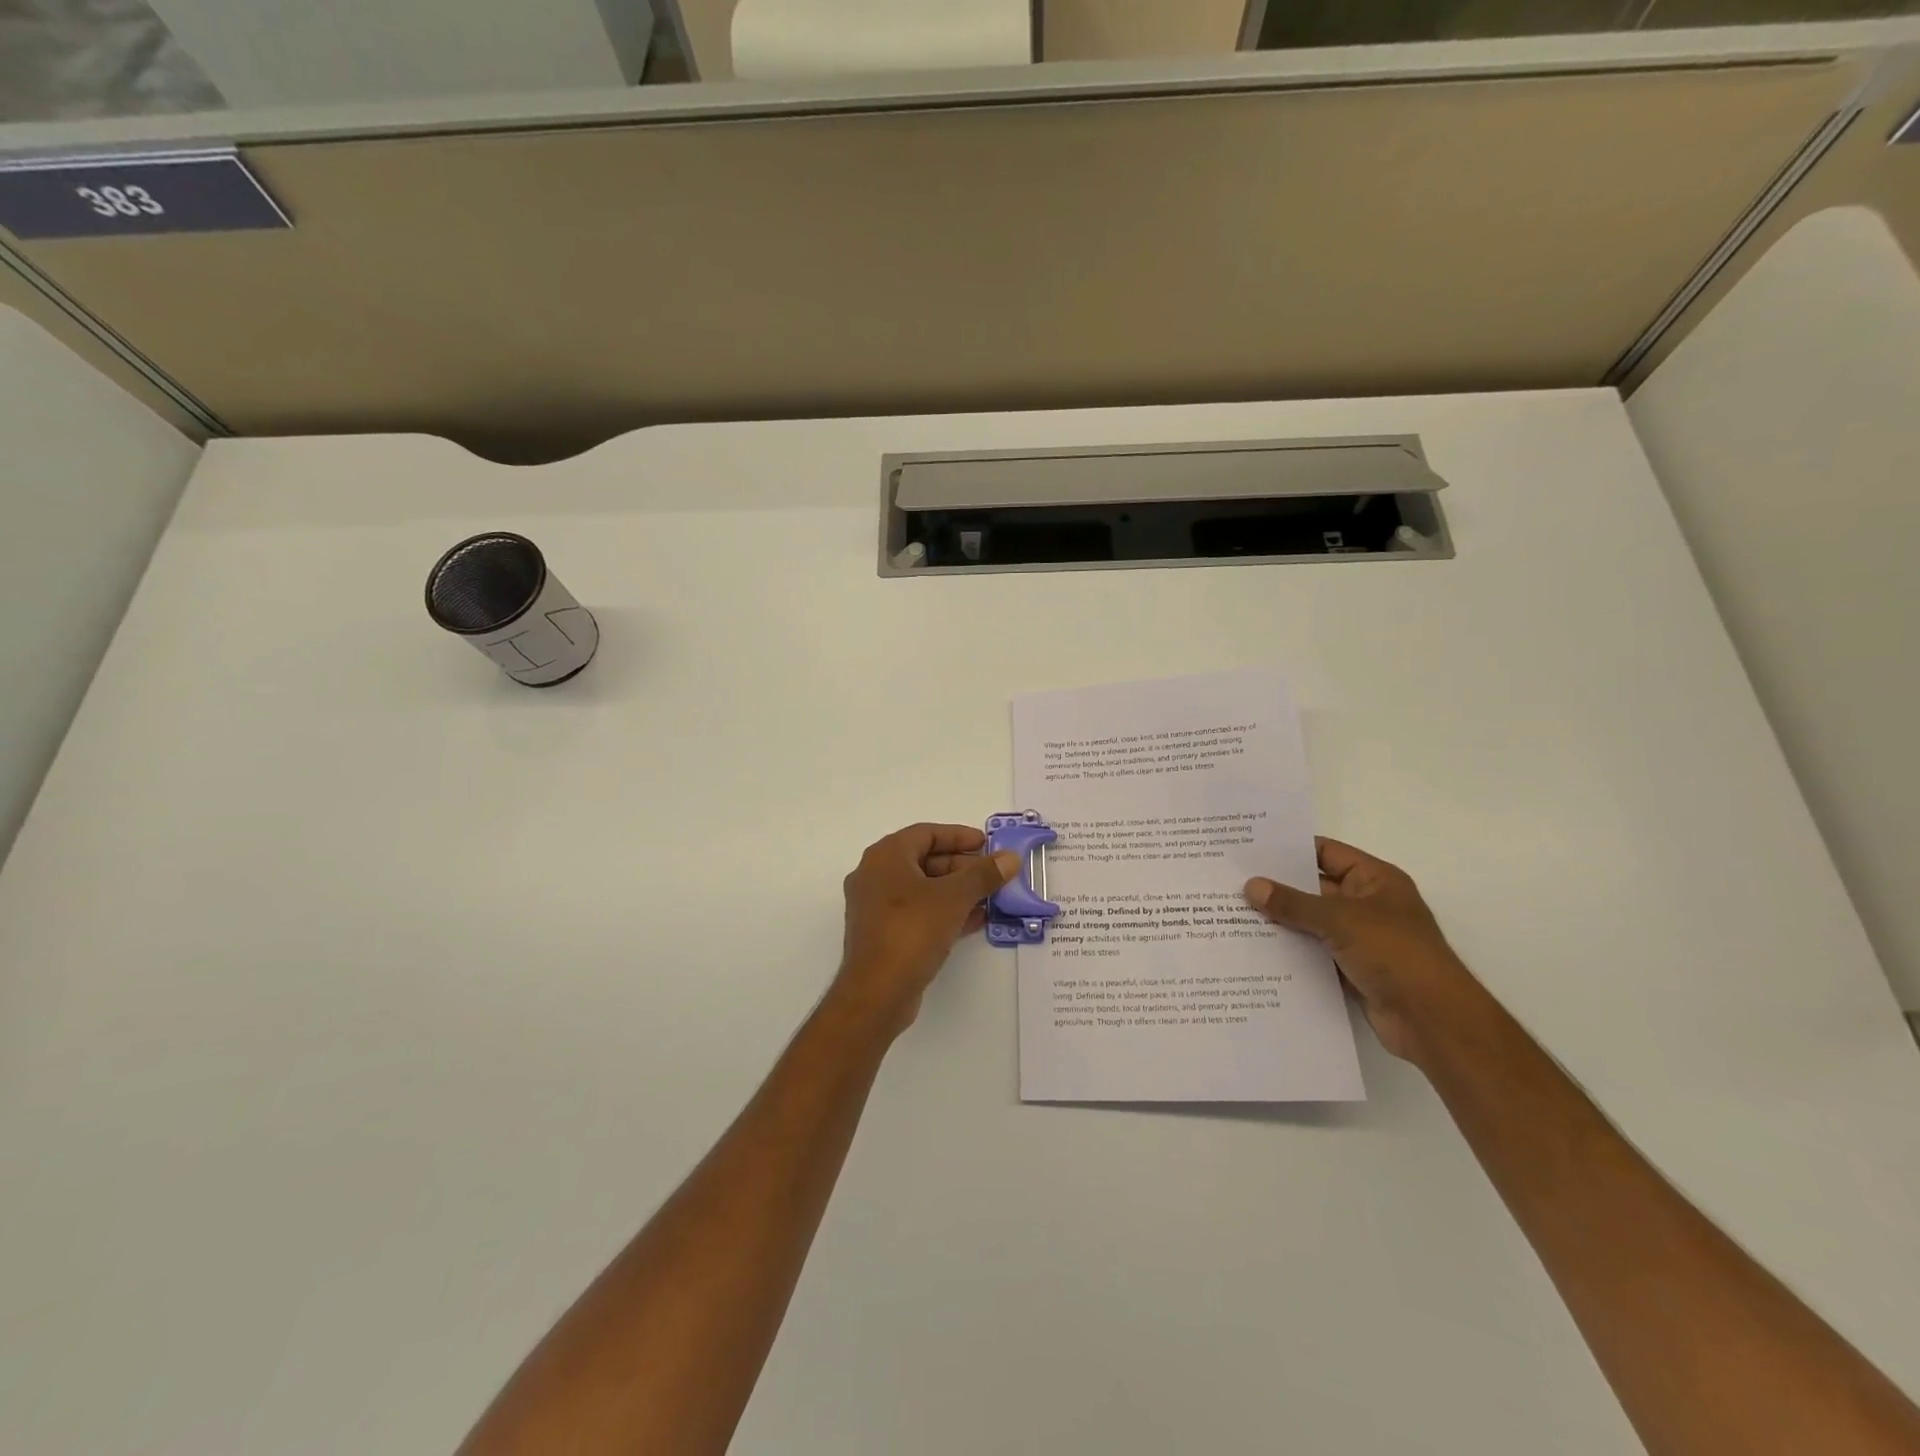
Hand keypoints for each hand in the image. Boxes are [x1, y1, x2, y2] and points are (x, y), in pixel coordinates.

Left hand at [834, 823, 1018, 1031]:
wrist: (877, 993)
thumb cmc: (911, 931)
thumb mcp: (953, 898)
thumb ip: (983, 874)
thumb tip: (1010, 857)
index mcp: (885, 857)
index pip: (926, 833)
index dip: (959, 836)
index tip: (988, 844)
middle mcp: (875, 876)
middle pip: (924, 860)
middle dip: (961, 866)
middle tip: (993, 873)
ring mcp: (875, 907)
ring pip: (922, 889)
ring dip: (956, 891)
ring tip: (991, 897)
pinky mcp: (883, 934)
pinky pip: (918, 912)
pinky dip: (944, 911)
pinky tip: (974, 921)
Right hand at [1245, 838, 1483, 1062]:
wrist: (1432, 1021)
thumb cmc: (1395, 954)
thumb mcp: (1340, 920)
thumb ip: (1293, 903)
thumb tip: (1251, 886)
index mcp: (1374, 880)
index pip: (1325, 852)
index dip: (1289, 849)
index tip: (1248, 848)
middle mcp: (1367, 904)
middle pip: (1313, 888)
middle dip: (1276, 887)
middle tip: (1230, 880)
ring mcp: (1359, 938)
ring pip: (1310, 922)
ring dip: (1279, 921)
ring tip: (1231, 913)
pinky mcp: (1351, 969)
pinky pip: (1313, 952)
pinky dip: (1289, 950)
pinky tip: (1253, 948)